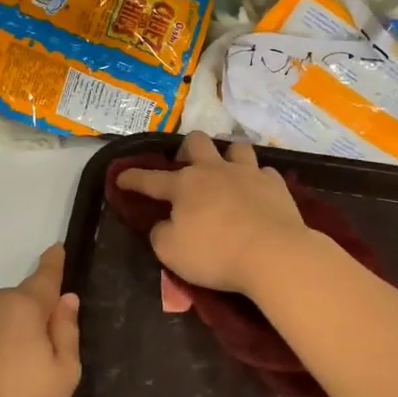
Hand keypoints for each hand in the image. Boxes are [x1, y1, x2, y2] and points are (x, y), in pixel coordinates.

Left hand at [0, 246, 81, 396]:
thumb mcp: (64, 374)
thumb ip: (66, 331)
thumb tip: (66, 300)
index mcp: (23, 306)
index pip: (44, 278)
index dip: (53, 264)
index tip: (56, 249)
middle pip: (16, 303)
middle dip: (27, 318)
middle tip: (36, 360)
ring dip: (1, 332)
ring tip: (6, 376)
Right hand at [114, 133, 309, 295]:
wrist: (274, 254)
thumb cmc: (215, 254)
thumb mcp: (171, 252)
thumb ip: (161, 234)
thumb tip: (164, 224)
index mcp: (184, 185)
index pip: (150, 179)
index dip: (132, 178)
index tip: (120, 177)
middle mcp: (214, 171)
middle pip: (196, 142)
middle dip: (186, 149)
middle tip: (186, 165)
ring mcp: (248, 173)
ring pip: (236, 148)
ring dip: (228, 156)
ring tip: (226, 171)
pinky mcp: (276, 185)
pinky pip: (264, 172)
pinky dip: (257, 180)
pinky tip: (256, 192)